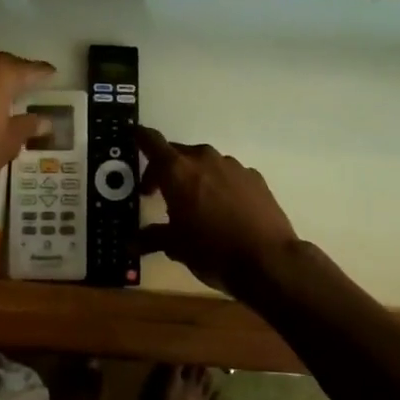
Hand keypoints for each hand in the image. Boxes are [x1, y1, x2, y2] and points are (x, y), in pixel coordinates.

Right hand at [134, 126, 299, 296]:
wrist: (268, 260)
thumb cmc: (212, 250)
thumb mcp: (175, 246)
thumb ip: (151, 238)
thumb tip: (131, 244)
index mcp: (177, 170)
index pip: (151, 141)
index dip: (140, 139)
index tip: (134, 140)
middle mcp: (203, 159)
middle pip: (177, 153)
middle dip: (165, 170)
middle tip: (160, 193)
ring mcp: (232, 165)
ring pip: (204, 163)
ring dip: (195, 177)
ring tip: (195, 205)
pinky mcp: (254, 177)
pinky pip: (228, 175)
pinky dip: (220, 185)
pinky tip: (224, 210)